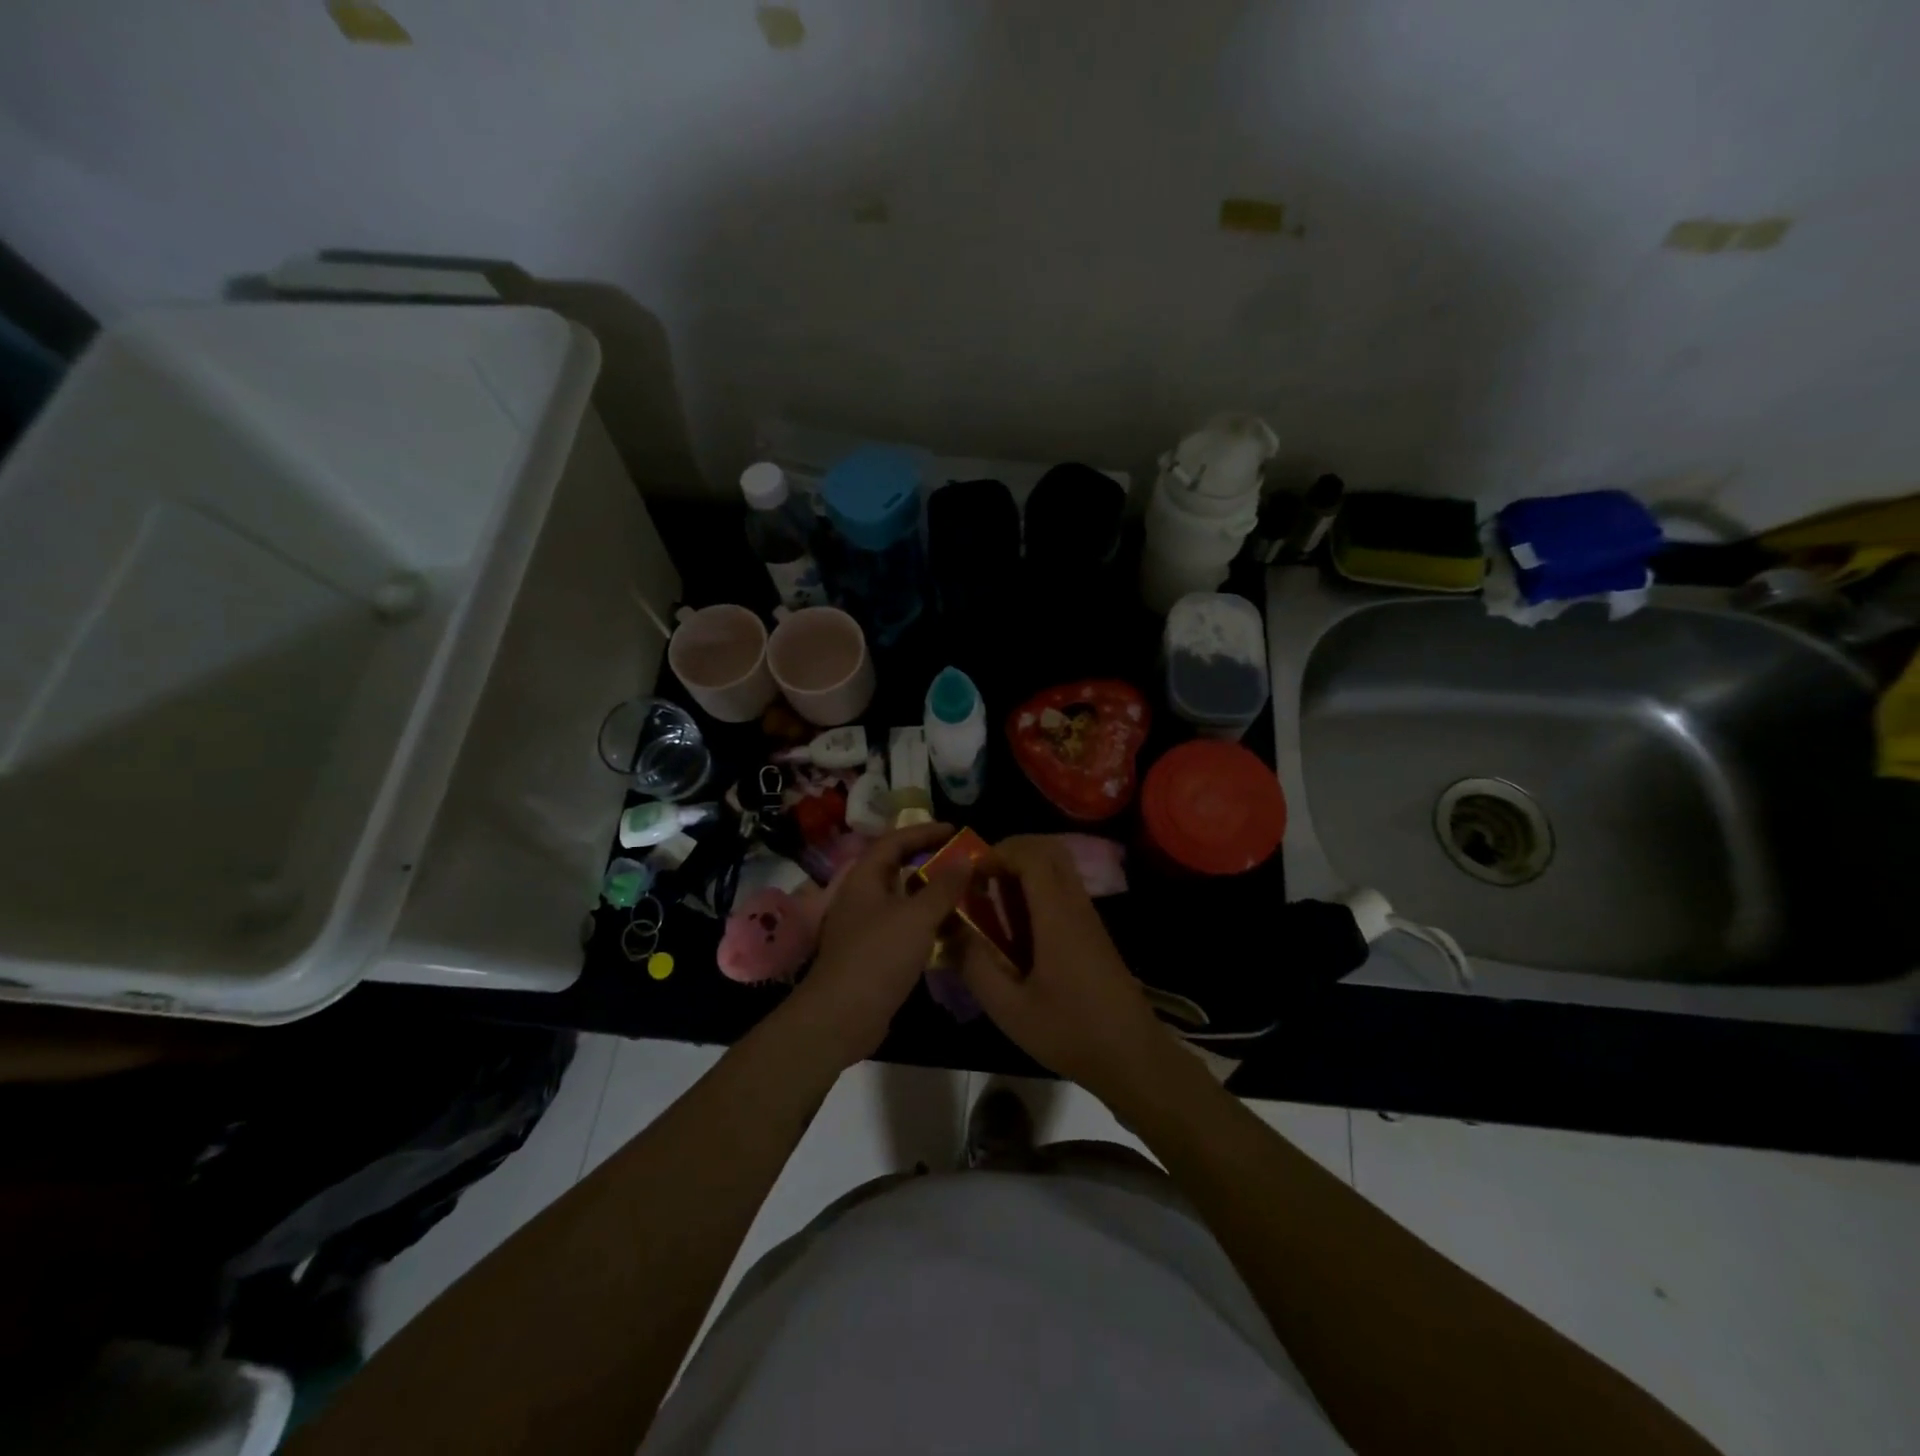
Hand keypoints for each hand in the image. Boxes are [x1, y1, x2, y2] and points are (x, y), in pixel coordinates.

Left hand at [779, 824, 970, 1069]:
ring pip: (901, 900)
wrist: (841, 1017)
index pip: (893, 841)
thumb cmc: (878, 957)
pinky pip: (903, 927)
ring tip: (962, 893)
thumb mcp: (917, 917)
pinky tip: (948, 931)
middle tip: (961, 861)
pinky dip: (925, 923)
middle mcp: (861, 897)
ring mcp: (864, 928)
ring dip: (929, 894)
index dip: (923, 832)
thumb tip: (965, 859)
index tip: (955, 830)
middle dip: (928, 861)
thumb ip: (943, 886)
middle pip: (896, 868)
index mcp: (864, 879)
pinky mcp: (872, 955)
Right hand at [956, 835, 1174, 1101]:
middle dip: (1010, 852)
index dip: (998, 853)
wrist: (1133, 1057)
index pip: (1032, 855)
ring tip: (992, 901)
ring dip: (1023, 870)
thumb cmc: (1071, 1032)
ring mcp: (1088, 917)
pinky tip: (1016, 927)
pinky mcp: (1092, 932)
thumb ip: (976, 965)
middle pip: (1049, 849)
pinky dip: (1036, 889)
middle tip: (980, 879)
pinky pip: (1063, 889)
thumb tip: (950, 930)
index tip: (970, 877)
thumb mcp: (1010, 1009)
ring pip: (1058, 867)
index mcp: (1058, 916)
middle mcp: (1076, 905)